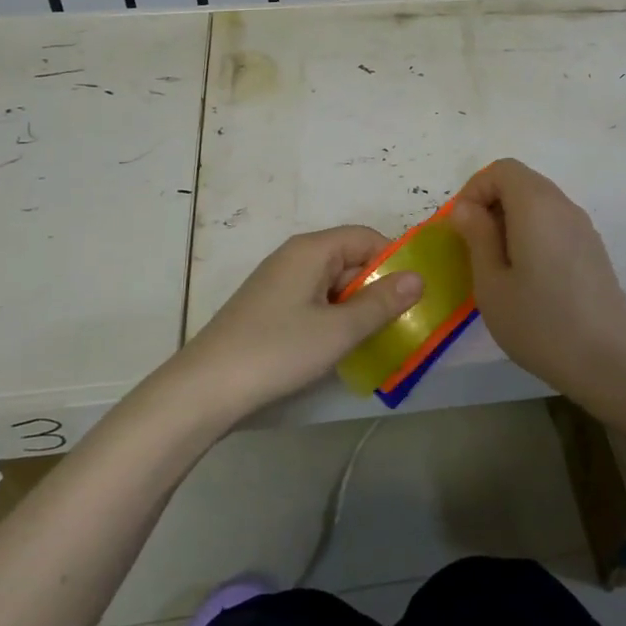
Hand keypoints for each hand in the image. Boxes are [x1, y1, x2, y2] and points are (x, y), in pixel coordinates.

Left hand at [175, 226, 422, 419]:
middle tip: (403, 321)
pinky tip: (341, 346)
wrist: (206, 388)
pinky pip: (314, 301)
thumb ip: (381, 302)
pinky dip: (334, 317)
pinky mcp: (269, 308)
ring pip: (332, 283)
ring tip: (379, 337)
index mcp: (311, 250)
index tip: (416, 292)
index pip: (365, 237)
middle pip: (349, 259)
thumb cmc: (278, 350)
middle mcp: (294, 257)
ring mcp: (279, 282)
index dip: (394, 259)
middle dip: (377, 286)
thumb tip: (418, 277)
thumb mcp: (339, 330)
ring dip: (357, 305)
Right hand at [449, 159, 625, 406]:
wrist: (609, 361)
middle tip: (474, 248)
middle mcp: (563, 206)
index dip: (474, 190)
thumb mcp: (491, 284)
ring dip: (511, 221)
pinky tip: (528, 277)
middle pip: (521, 182)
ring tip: (498, 266)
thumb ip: (477, 237)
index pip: (501, 170)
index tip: (462, 228)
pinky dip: (532, 234)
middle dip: (490, 205)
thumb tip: (466, 209)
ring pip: (538, 203)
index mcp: (536, 206)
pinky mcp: (593, 249)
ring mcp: (583, 227)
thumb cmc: (540, 323)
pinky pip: (554, 224)